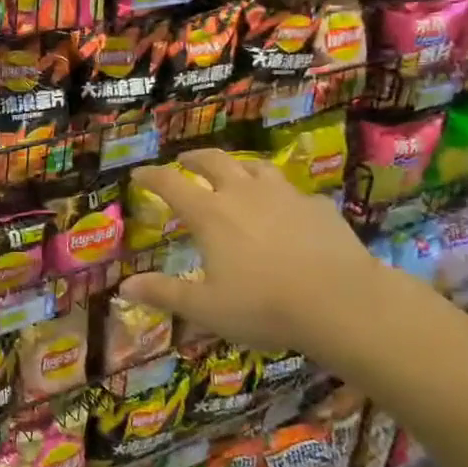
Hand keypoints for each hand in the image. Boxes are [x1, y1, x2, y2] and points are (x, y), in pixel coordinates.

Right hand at [118, 149, 384, 360]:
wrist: (344, 303)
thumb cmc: (265, 305)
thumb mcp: (206, 307)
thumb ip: (164, 293)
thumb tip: (123, 288)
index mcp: (209, 214)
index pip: (170, 183)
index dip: (150, 176)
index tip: (138, 174)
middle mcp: (242, 193)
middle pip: (213, 161)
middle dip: (193, 158)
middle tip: (184, 162)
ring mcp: (284, 195)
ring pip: (255, 166)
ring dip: (238, 166)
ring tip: (234, 173)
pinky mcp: (318, 206)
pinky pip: (293, 191)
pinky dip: (280, 194)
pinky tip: (286, 208)